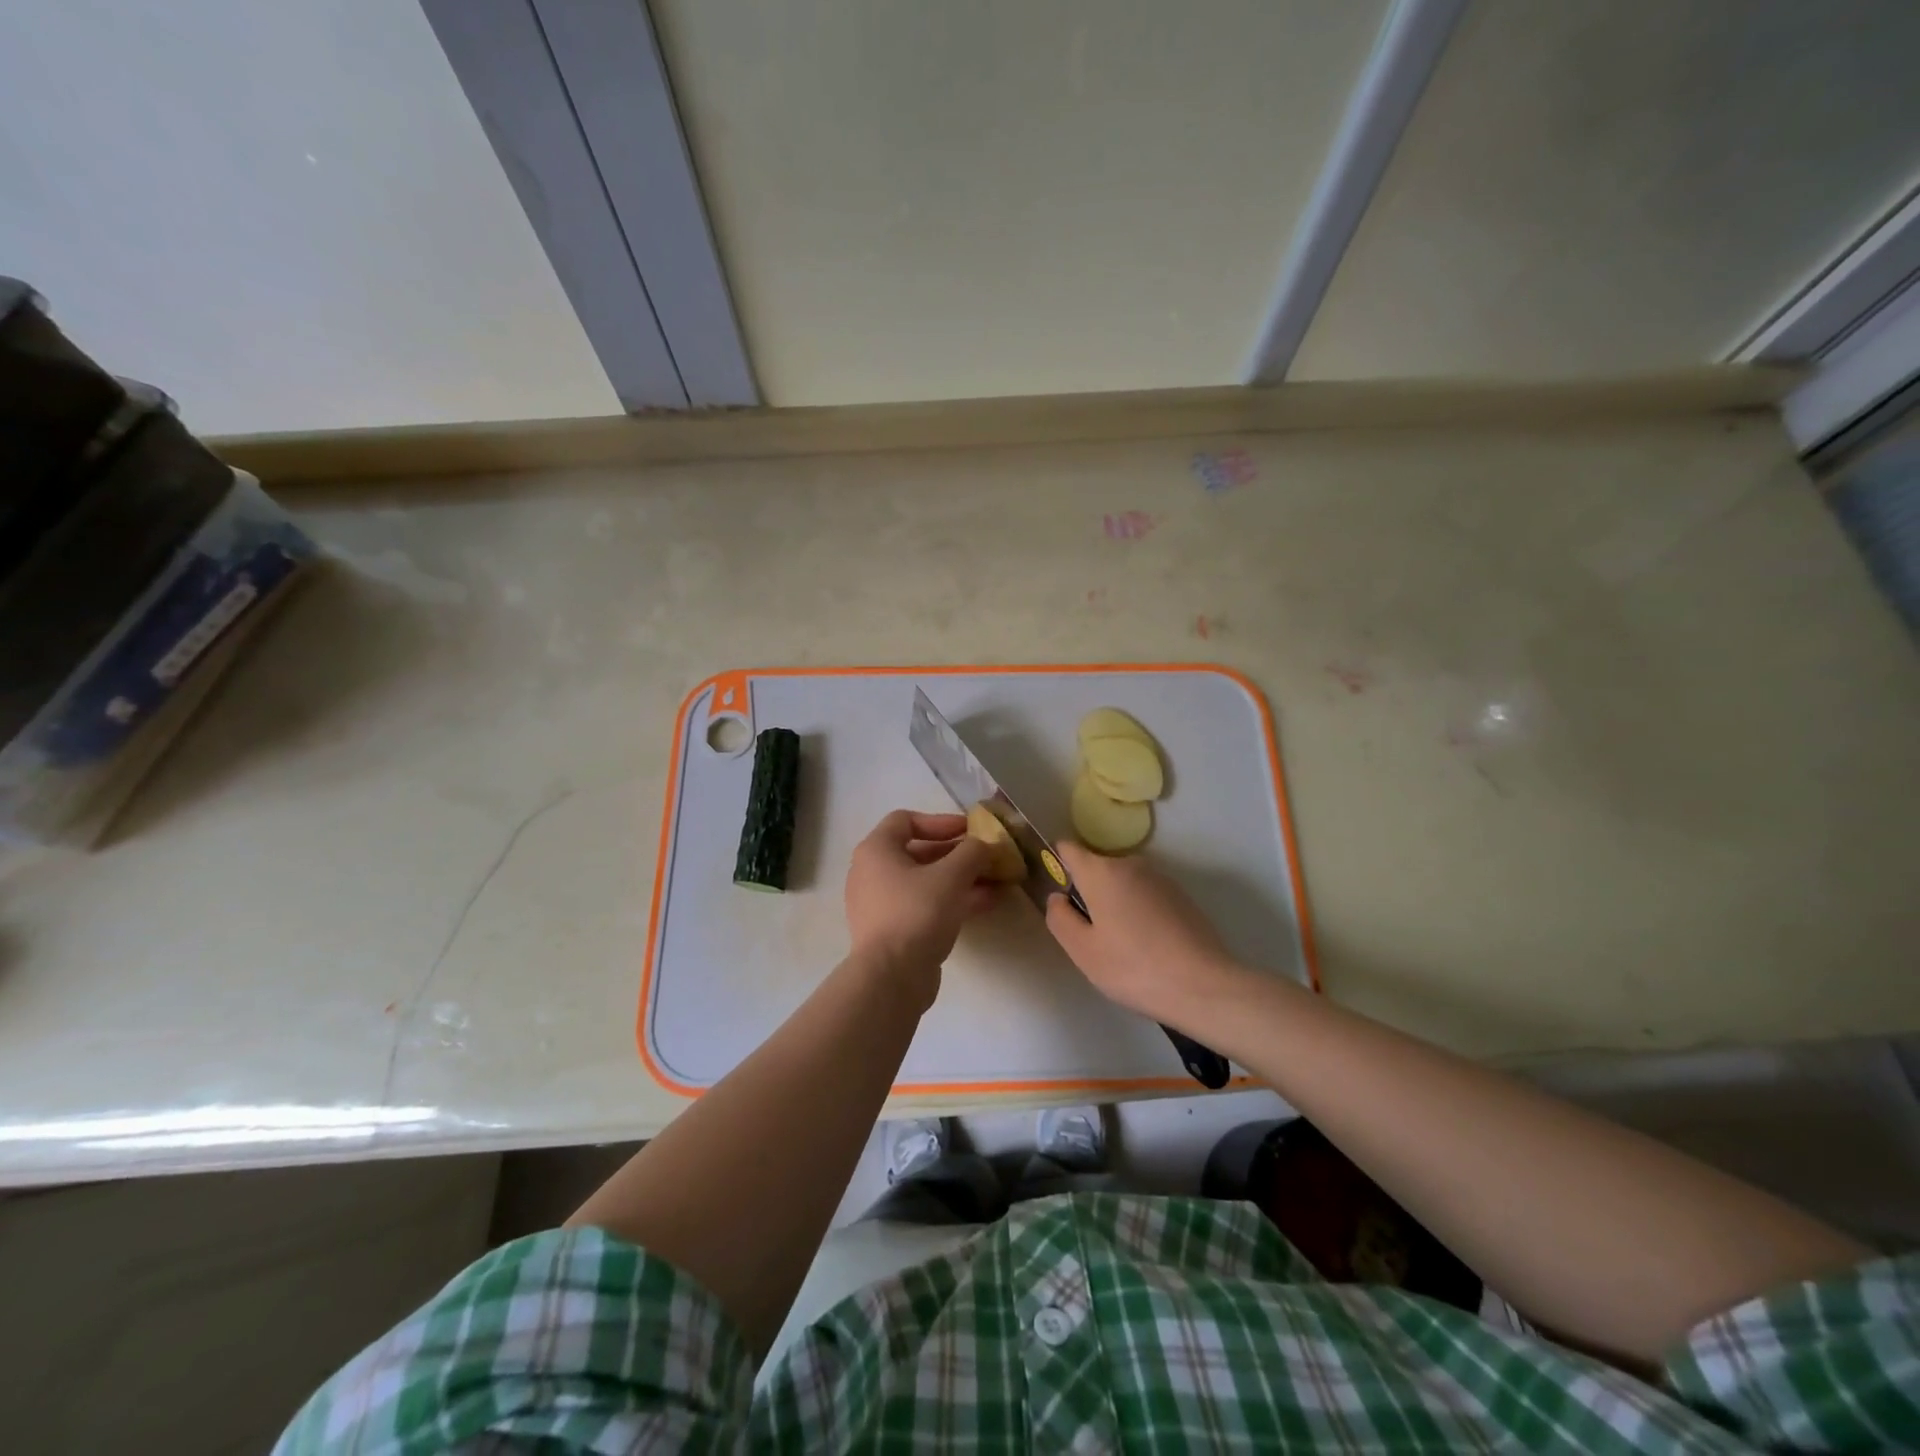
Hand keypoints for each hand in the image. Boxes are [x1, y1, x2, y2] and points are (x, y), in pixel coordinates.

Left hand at [844, 810, 995, 997]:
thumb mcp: (952, 875)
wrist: (891, 977)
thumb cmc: (917, 912)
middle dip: (958, 854)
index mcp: (876, 850)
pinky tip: (985, 903)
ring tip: (996, 881)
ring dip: (961, 879)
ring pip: (925, 882)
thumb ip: (972, 852)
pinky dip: (951, 900)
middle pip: (919, 852)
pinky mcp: (892, 931)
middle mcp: (872, 873)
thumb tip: (985, 844)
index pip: (906, 820)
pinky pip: (924, 905)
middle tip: (988, 857)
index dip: (940, 821)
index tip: (970, 830)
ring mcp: (880, 904)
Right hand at [1044, 843, 1248, 1024]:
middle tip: (1090, 935)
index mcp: (1101, 871)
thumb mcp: (1082, 951)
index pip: (1068, 849)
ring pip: (1123, 883)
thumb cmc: (1134, 968)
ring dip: (1115, 903)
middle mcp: (1131, 864)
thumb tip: (1057, 898)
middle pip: (1097, 868)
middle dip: (1088, 892)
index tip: (1058, 894)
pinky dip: (1139, 912)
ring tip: (1122, 946)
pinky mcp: (1181, 896)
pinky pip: (1146, 895)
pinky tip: (1148, 946)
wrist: (1204, 986)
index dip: (1056, 864)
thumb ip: (1059, 918)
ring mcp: (1160, 878)